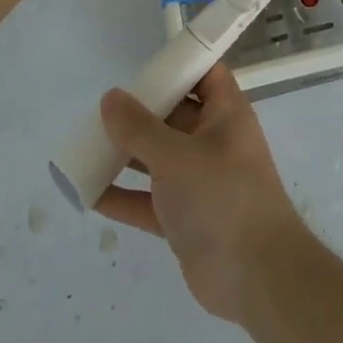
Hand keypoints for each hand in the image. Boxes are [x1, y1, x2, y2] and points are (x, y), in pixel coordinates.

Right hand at [96, 63, 308, 324]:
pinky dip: (122, 196)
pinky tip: (87, 193)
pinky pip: (148, 199)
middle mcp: (213, 141)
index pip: (205, 74)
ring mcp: (199, 181)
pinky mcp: (185, 218)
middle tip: (101, 110)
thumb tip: (111, 98)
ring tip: (85, 146)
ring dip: (125, 153)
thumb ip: (139, 128)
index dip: (178, 64)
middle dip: (140, 111)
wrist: (256, 277)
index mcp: (225, 114)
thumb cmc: (222, 198)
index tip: (142, 65)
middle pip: (174, 114)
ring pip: (157, 157)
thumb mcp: (176, 157)